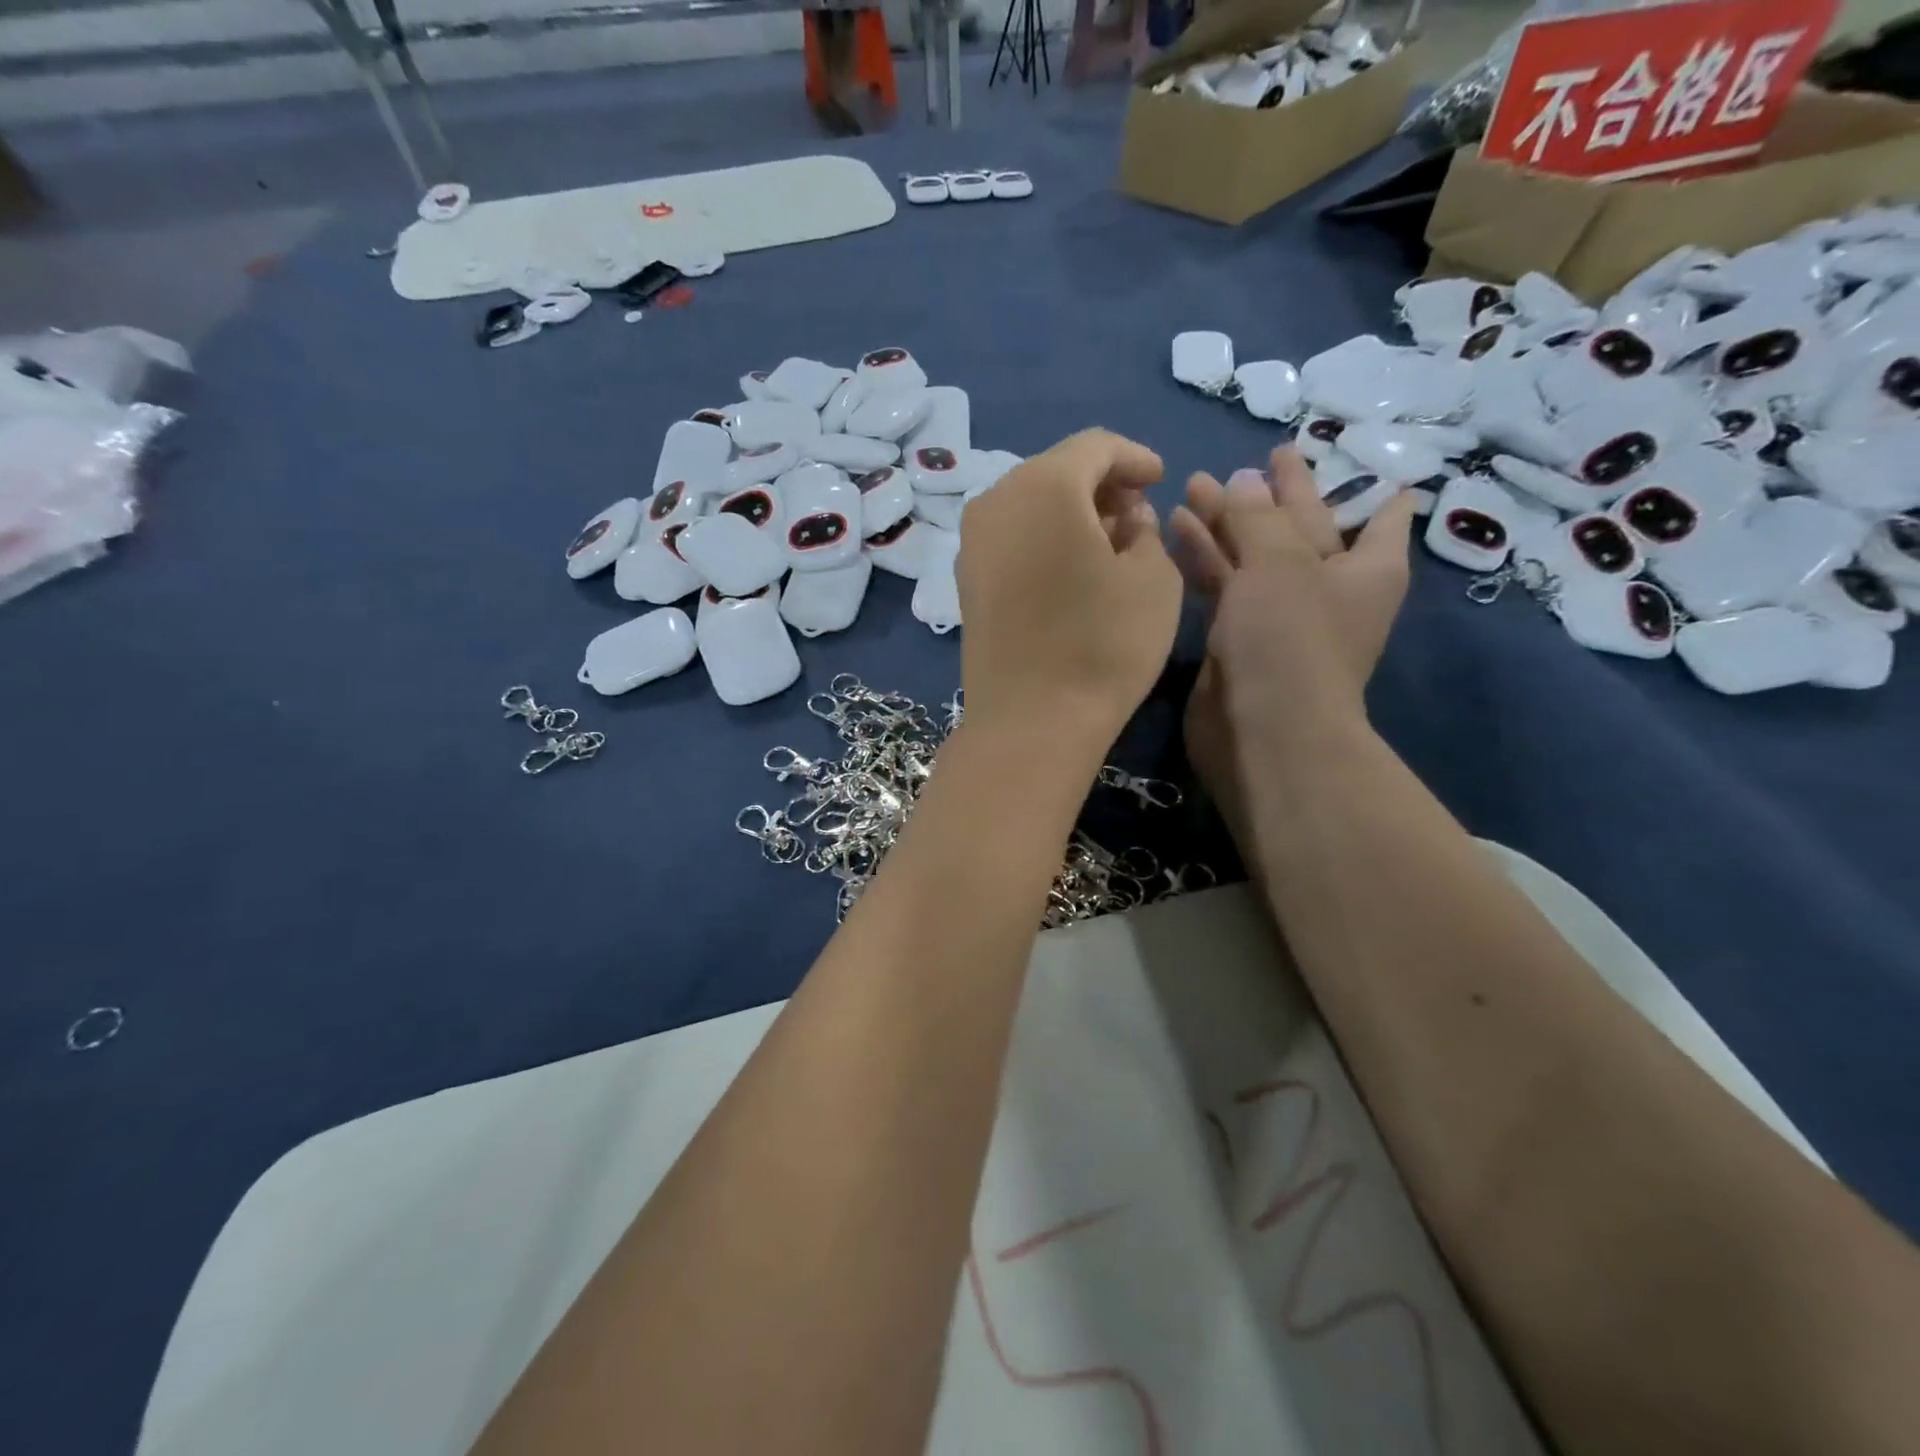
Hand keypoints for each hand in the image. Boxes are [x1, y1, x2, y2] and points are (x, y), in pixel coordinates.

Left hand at [957, 429, 1182, 754]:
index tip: (1161, 478)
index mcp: (1043, 486)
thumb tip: (1125, 518)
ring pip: (1030, 504)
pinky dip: (1043, 538)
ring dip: (1071, 513)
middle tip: (1137, 513)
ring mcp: (972, 544)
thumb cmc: (1103, 644)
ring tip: (1109, 543)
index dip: (1134, 457)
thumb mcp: (1153, 578)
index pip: (1095, 447)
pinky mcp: (965, 581)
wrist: (1030, 722)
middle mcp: (995, 501)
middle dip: (1101, 485)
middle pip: (1055, 471)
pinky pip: (1011, 538)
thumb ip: (1145, 530)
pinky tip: (1071, 568)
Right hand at [1170, 447, 1414, 832]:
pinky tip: (1177, 527)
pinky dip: (1205, 558)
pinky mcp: (1236, 638)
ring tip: (1195, 484)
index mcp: (1366, 569)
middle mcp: (1328, 590)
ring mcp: (1280, 617)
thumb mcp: (1280, 562)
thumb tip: (1243, 479)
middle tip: (1258, 458)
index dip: (1368, 486)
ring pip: (1254, 556)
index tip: (1355, 456)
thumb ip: (1257, 516)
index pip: (1379, 516)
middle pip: (1304, 529)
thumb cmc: (1289, 638)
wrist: (1260, 731)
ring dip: (1227, 523)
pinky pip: (1223, 586)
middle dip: (1277, 495)